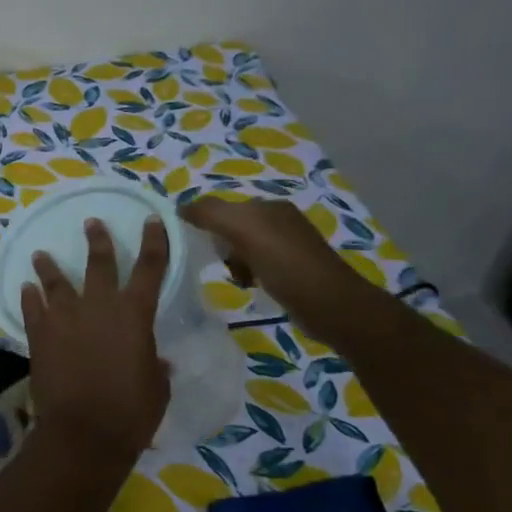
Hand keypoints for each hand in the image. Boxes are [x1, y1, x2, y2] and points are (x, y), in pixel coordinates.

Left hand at [21, 218, 170, 458]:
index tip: (150, 219)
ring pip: (56, 281)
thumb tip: (155, 360)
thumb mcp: (156, 388)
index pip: (150, 268)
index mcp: (135, 315)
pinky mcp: (39, 335)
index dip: (154, 241)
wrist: (83, 433)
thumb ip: (155, 367)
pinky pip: (32, 308)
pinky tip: (26, 288)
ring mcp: (65, 318)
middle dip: (97, 240)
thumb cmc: (131, 413)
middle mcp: (99, 307)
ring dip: (49, 266)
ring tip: (41, 254)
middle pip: (99, 263)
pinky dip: (29, 296)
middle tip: (91, 223)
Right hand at [180, 197, 388, 340]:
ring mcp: (289, 246)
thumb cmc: (285, 264)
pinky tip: (250, 286)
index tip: (193, 244)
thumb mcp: (244, 230)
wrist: (331, 305)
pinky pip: (256, 265)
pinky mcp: (293, 270)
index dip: (205, 222)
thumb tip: (180, 207)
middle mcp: (280, 220)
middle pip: (232, 227)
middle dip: (220, 245)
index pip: (224, 206)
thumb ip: (210, 213)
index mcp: (269, 206)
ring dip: (233, 262)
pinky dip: (248, 274)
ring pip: (242, 248)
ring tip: (236, 278)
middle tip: (218, 263)